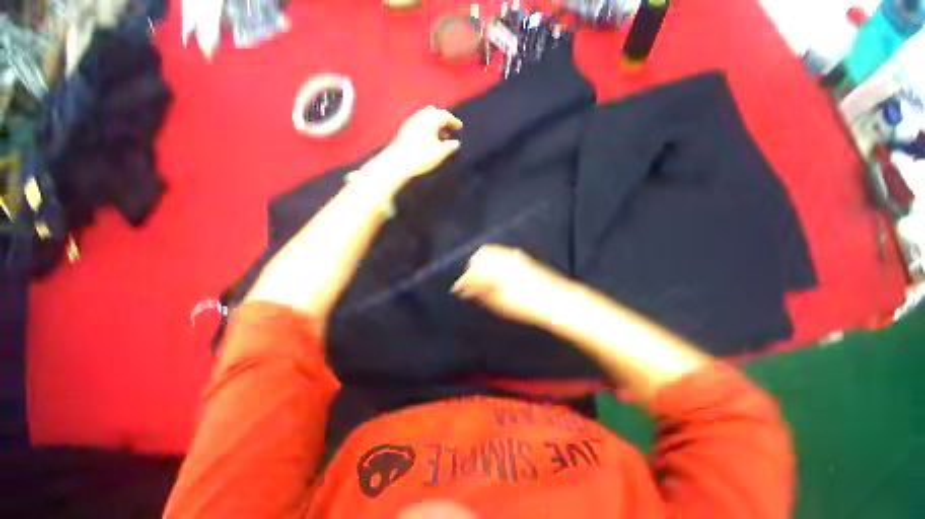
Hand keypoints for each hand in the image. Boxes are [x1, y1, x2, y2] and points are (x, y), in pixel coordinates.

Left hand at [367, 106, 462, 183]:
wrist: (398, 162)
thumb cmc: (421, 156)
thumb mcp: (440, 153)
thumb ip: (450, 146)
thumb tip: (456, 143)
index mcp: (431, 118)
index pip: (445, 115)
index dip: (454, 121)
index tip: (460, 127)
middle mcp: (420, 116)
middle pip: (434, 113)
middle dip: (442, 119)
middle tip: (449, 128)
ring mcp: (410, 121)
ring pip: (425, 117)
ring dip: (434, 124)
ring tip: (440, 136)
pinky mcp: (404, 129)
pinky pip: (418, 123)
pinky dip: (426, 127)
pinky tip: (428, 138)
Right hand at [452, 245, 568, 325]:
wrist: (554, 299)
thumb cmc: (525, 304)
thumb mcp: (497, 302)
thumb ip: (479, 293)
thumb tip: (466, 290)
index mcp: (492, 268)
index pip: (471, 272)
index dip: (462, 282)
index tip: (457, 290)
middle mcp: (501, 257)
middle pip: (479, 257)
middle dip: (472, 269)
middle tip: (470, 285)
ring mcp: (512, 255)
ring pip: (489, 253)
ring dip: (483, 264)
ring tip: (482, 280)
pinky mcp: (520, 257)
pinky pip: (500, 254)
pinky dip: (493, 262)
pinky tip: (495, 274)